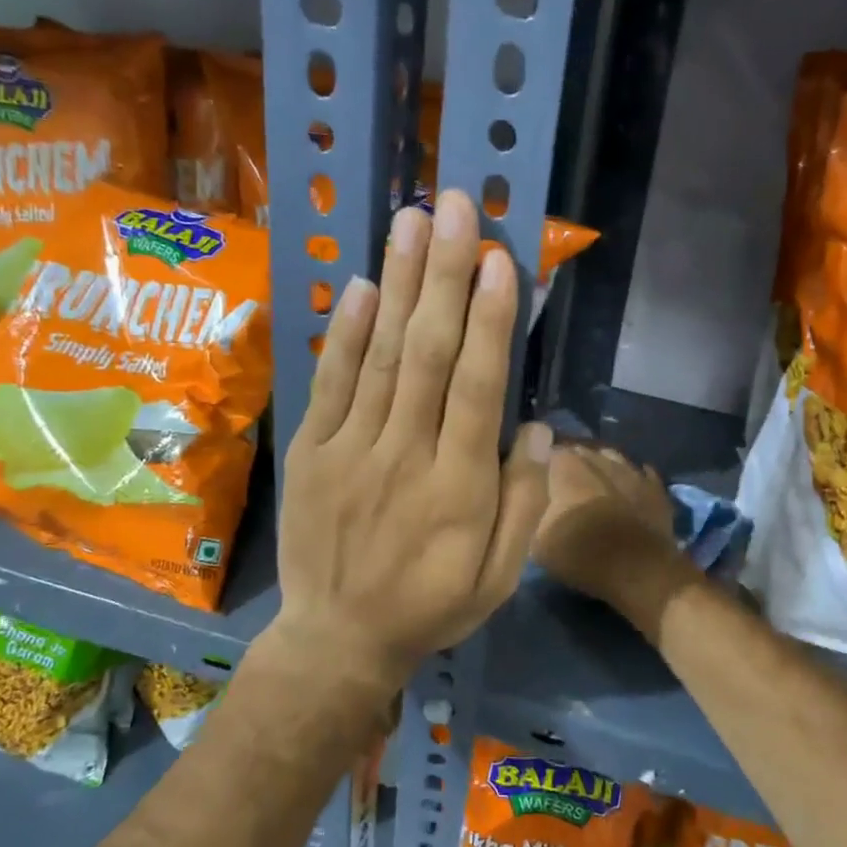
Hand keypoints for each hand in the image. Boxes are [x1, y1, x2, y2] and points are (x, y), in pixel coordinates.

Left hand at [275, 191, 551, 695]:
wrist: (337, 639)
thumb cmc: (431, 607)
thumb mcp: (499, 578)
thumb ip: (523, 504)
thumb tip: (535, 429)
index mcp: (460, 489)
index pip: (480, 389)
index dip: (493, 321)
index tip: (500, 259)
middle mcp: (406, 457)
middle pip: (430, 355)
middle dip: (445, 276)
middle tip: (454, 207)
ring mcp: (351, 450)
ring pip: (382, 356)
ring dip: (400, 284)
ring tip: (411, 221)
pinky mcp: (311, 452)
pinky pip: (331, 384)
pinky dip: (347, 333)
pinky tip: (365, 286)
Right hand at [532, 444, 688, 622]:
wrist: (636, 569)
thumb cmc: (579, 552)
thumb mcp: (535, 538)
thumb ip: (531, 509)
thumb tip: (531, 496)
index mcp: (566, 464)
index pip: (547, 451)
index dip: (542, 465)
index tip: (537, 480)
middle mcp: (598, 457)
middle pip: (581, 452)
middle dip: (572, 465)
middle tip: (564, 486)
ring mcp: (631, 470)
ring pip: (612, 460)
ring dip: (603, 469)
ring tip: (595, 486)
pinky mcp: (656, 488)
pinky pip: (641, 475)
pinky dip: (632, 481)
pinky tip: (628, 490)